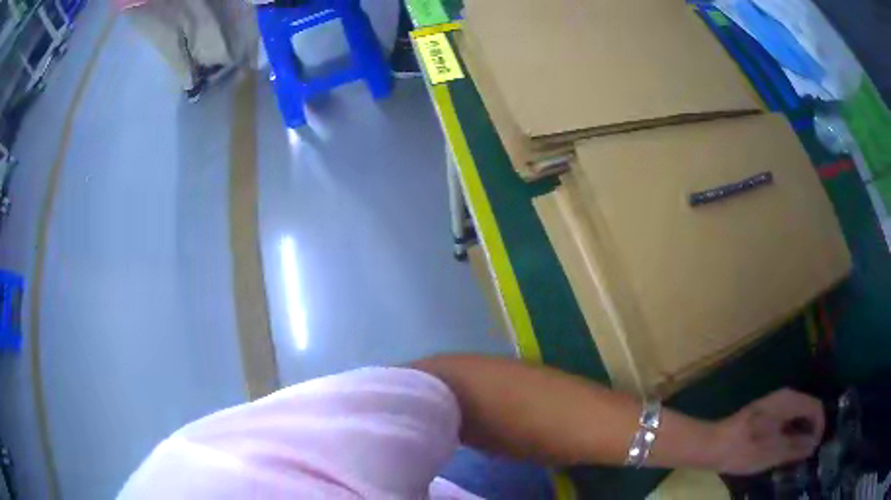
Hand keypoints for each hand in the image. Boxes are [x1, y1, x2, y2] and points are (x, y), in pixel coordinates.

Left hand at [710, 389, 824, 474]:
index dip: (819, 426)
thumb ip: (796, 447)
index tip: (815, 447)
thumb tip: (814, 444)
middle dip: (811, 429)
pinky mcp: (765, 413)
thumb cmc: (745, 449)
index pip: (816, 406)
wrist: (712, 445)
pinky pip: (786, 419)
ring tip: (798, 453)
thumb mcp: (774, 452)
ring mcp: (774, 403)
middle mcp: (784, 396)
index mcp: (789, 401)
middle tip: (807, 452)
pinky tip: (785, 448)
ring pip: (797, 414)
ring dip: (801, 431)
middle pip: (808, 408)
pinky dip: (791, 431)